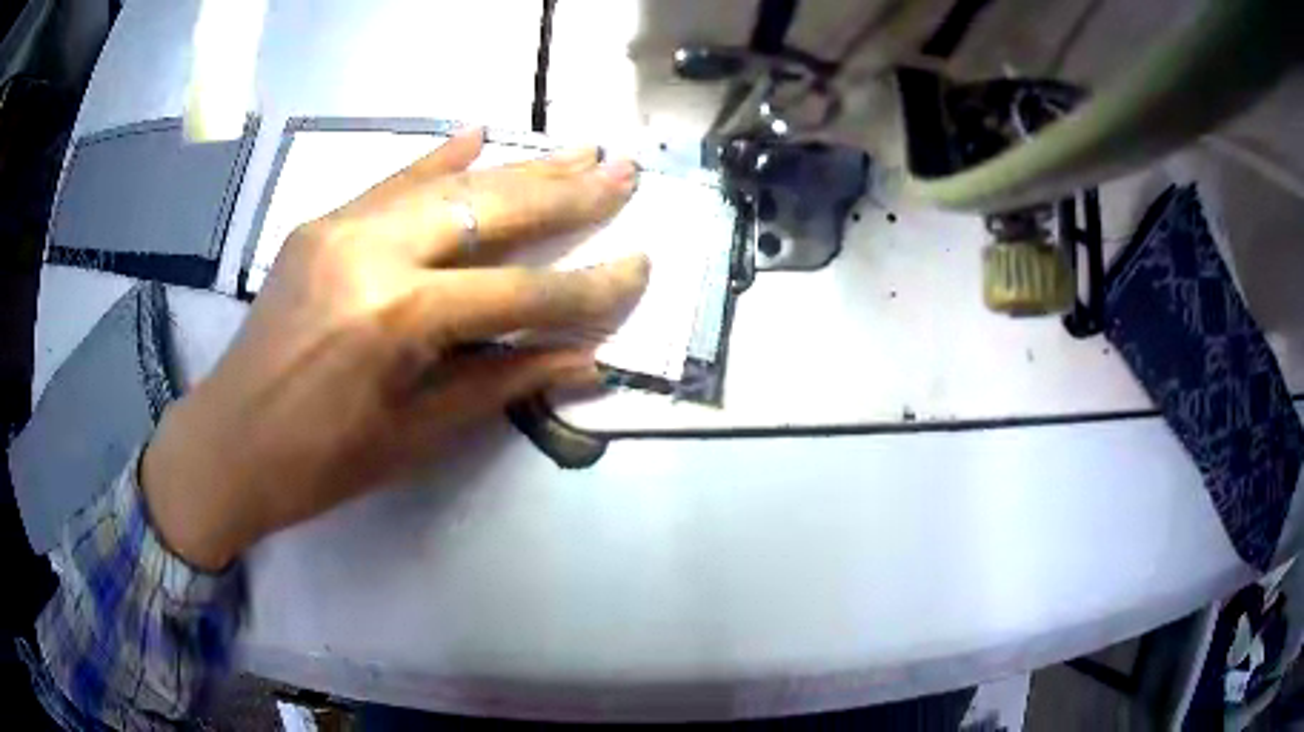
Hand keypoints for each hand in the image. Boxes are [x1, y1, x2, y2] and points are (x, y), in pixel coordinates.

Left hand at [142, 130, 647, 570]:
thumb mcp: (417, 435)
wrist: (228, 442)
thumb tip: (585, 360)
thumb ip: (502, 383)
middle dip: (567, 192)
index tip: (641, 268)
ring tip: (578, 150)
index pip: (519, 292)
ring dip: (518, 167)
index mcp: (397, 317)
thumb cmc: (321, 462)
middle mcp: (373, 252)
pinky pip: (391, 181)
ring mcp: (341, 227)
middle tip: (624, 172)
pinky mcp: (321, 223)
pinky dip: (438, 159)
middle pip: (490, 210)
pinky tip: (479, 133)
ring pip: (448, 184)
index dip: (588, 288)